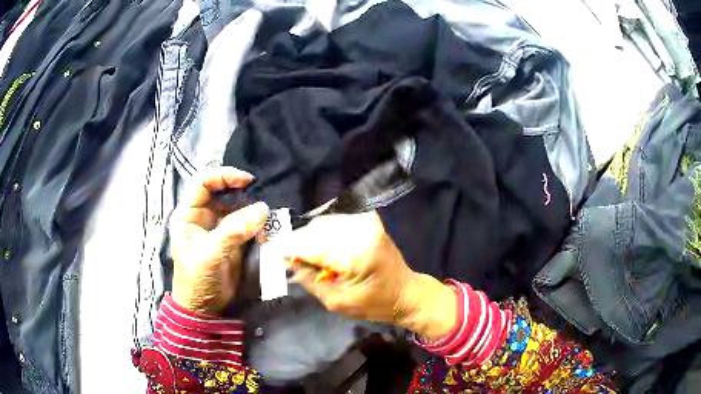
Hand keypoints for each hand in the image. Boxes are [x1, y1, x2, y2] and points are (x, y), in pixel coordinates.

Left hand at [170, 167, 268, 314]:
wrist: (205, 309)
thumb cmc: (197, 280)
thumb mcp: (210, 254)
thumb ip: (233, 231)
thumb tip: (263, 209)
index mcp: (189, 215)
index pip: (203, 182)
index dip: (223, 176)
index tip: (247, 181)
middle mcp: (203, 217)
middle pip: (223, 193)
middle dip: (242, 193)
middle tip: (262, 199)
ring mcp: (219, 229)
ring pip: (237, 209)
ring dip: (252, 210)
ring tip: (268, 216)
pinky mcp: (233, 242)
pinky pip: (247, 225)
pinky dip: (258, 224)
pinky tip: (267, 228)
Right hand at [284, 212, 456, 340]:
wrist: (405, 292)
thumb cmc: (374, 304)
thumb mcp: (337, 302)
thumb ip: (309, 280)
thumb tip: (287, 261)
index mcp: (354, 254)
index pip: (309, 245)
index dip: (288, 248)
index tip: (273, 253)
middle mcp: (360, 230)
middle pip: (314, 229)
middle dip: (298, 242)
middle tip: (290, 257)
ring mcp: (366, 221)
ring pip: (323, 222)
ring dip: (310, 236)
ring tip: (307, 254)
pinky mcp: (369, 219)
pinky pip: (336, 220)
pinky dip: (325, 231)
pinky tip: (322, 246)